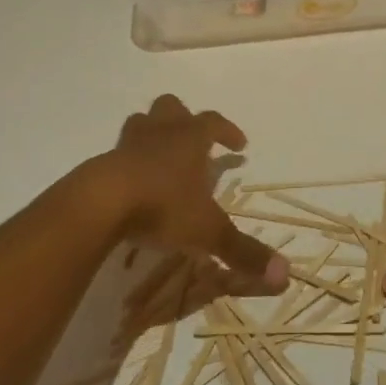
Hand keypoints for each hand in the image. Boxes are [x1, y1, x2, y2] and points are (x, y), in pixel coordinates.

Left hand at [91, 95, 287, 294]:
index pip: (214, 122)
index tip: (239, 146)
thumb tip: (285, 276)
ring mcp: (127, 145)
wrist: (100, 205)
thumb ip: (243, 251)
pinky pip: (119, 153)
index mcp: (189, 139)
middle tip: (194, 142)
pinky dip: (129, 162)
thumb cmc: (162, 206)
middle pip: (172, 108)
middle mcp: (160, 133)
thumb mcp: (208, 231)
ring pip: (141, 123)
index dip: (228, 130)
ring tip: (161, 157)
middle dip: (184, 120)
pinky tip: (133, 185)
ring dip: (153, 134)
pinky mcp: (102, 164)